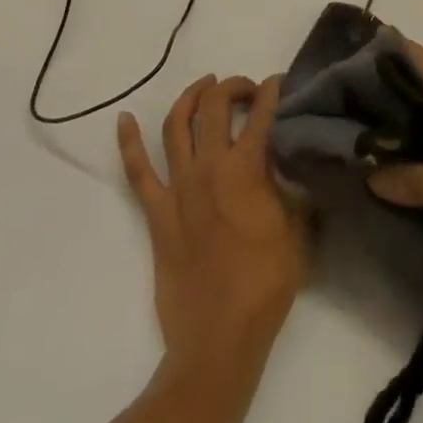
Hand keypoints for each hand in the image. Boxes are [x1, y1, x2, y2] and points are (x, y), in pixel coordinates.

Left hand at [118, 75, 308, 383]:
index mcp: (247, 167)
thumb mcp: (298, 229)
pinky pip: (137, 172)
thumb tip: (296, 166)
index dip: (272, 90)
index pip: (261, 111)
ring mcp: (179, 187)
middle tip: (246, 90)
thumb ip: (294, 189)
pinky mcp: (157, 212)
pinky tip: (124, 119)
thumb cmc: (265, 284)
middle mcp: (210, 166)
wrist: (219, 339)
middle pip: (215, 104)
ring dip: (191, 97)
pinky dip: (129, 142)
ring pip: (177, 125)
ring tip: (205, 86)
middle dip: (232, 86)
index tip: (278, 83)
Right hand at [367, 42, 422, 277]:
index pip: (417, 56)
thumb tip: (369, 174)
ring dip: (398, 126)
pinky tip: (395, 171)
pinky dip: (417, 153)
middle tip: (338, 101)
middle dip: (381, 92)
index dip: (384, 49)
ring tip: (356, 136)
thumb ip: (412, 176)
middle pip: (417, 88)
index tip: (347, 52)